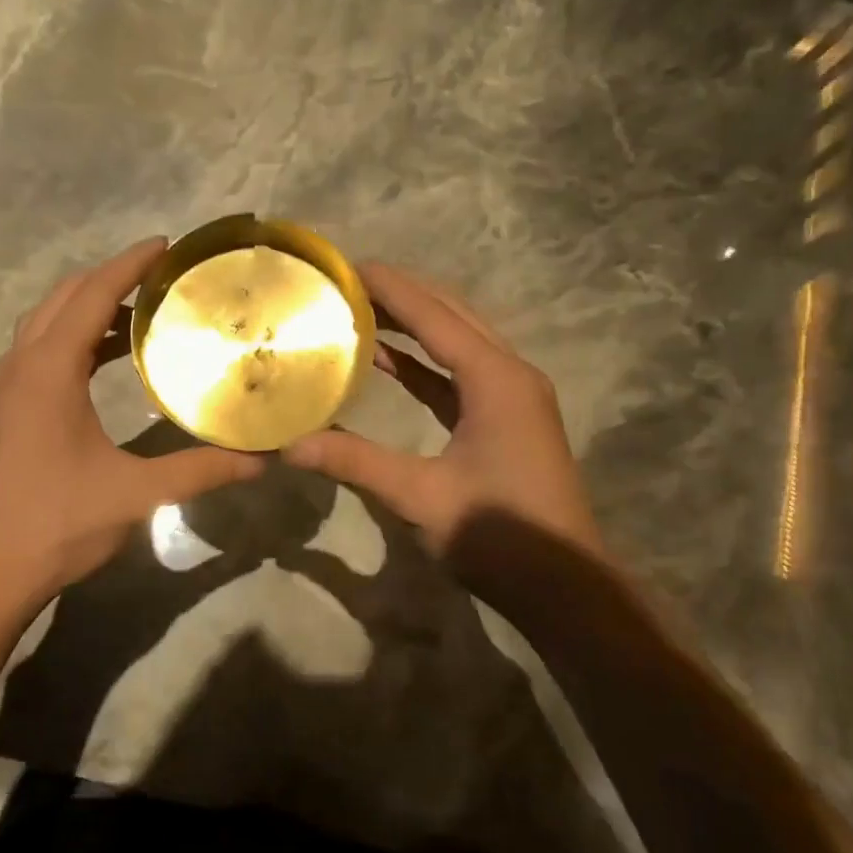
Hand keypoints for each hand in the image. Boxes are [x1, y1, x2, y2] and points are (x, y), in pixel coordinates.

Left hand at [0, 238, 263, 617]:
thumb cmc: (56, 524)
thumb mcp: (136, 494)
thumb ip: (200, 471)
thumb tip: (261, 460)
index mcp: (47, 370)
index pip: (92, 294)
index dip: (129, 264)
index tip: (166, 245)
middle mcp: (19, 366)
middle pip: (63, 299)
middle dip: (110, 279)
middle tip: (161, 277)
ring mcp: (3, 390)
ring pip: (45, 325)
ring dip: (87, 309)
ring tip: (140, 312)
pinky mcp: (1, 413)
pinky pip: (38, 353)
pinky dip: (72, 340)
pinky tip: (103, 362)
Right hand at [283, 261, 600, 569]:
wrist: (563, 587)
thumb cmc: (498, 535)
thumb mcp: (420, 497)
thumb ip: (355, 463)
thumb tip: (289, 445)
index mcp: (496, 379)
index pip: (435, 316)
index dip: (390, 288)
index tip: (346, 266)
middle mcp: (509, 374)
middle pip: (452, 316)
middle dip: (402, 295)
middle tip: (347, 283)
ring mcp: (512, 397)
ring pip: (457, 343)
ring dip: (413, 325)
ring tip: (359, 310)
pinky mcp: (505, 420)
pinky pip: (458, 376)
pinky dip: (423, 364)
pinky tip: (387, 361)